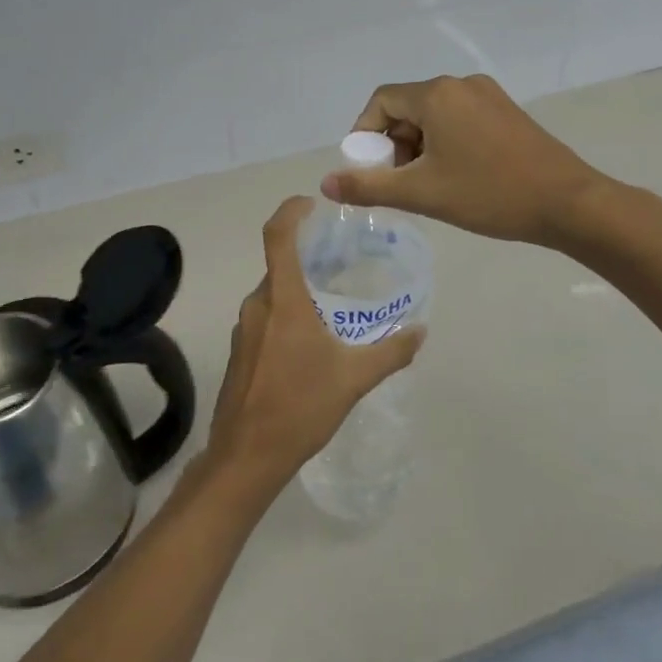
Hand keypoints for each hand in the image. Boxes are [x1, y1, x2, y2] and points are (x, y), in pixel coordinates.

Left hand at [203, 197, 423, 499]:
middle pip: (279, 265)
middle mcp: (257, 305)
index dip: (291, 211)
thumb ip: (391, 352)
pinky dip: (287, 315)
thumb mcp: (354, 378)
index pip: (277, 236)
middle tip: (341, 261)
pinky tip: (310, 342)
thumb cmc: (300, 407)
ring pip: (273, 294)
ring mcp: (243, 329)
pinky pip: (265, 318)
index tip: (312, 204)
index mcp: (282, 300)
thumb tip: (421, 331)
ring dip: (299, 290)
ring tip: (332, 303)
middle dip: (308, 258)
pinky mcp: (239, 352)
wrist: (246, 456)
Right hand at [321, 75, 603, 247]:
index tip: (369, 170)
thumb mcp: (422, 193)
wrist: (569, 203)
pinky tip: (457, 176)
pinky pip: (460, 120)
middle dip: (394, 145)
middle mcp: (460, 84)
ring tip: (428, 186)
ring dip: (419, 147)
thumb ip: (369, 186)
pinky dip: (445, 143)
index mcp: (437, 94)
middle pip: (408, 107)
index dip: (365, 135)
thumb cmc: (489, 194)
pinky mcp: (507, 111)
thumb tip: (326, 184)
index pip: (381, 102)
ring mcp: (488, 96)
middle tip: (400, 184)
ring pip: (434, 116)